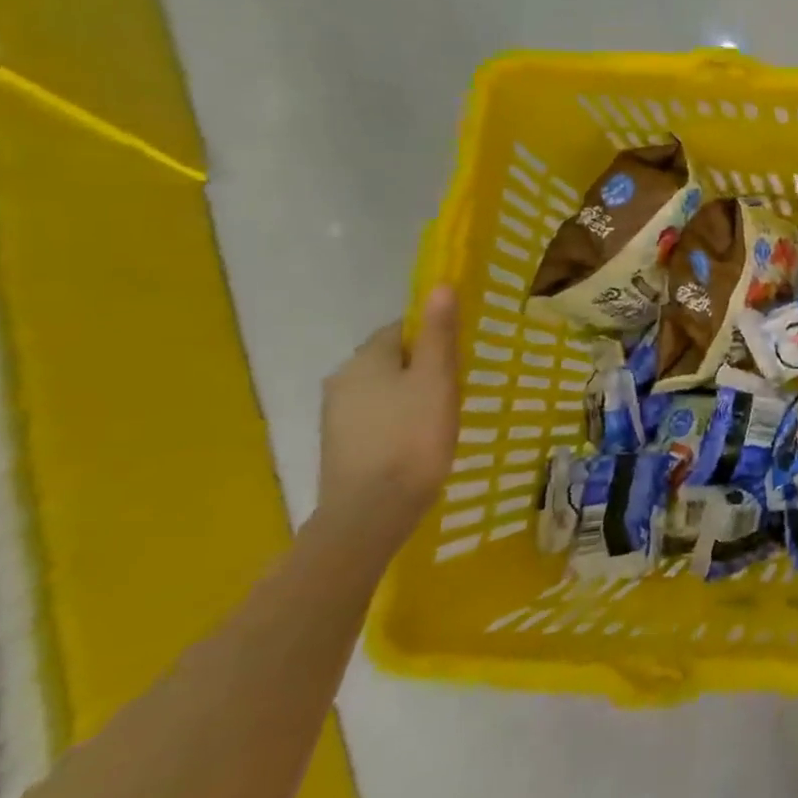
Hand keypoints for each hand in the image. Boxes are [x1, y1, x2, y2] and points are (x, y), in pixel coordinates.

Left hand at [318, 288, 458, 545]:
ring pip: (382, 388)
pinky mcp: (339, 444)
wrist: (371, 512)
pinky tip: (416, 440)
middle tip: (457, 387)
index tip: (461, 357)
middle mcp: (342, 378)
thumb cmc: (413, 437)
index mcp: (366, 358)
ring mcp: (336, 414)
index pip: (404, 328)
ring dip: (410, 393)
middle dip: (422, 366)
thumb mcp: (437, 380)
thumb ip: (440, 334)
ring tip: (441, 415)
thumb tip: (440, 285)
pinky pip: (374, 415)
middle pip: (391, 357)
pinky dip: (396, 419)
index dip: (435, 335)